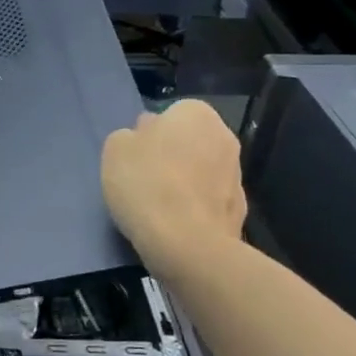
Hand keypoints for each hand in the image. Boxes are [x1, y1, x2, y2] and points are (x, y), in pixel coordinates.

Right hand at [101, 101, 245, 281]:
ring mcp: (237, 174)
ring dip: (185, 183)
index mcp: (196, 113)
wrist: (186, 242)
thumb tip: (145, 138)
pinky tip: (175, 225)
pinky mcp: (240, 210)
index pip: (169, 115)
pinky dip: (195, 208)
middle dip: (171, 157)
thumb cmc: (145, 184)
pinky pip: (209, 201)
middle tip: (145, 180)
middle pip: (189, 142)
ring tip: (158, 207)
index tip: (135, 158)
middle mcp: (225, 136)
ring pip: (201, 172)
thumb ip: (130, 136)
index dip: (149, 136)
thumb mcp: (115, 149)